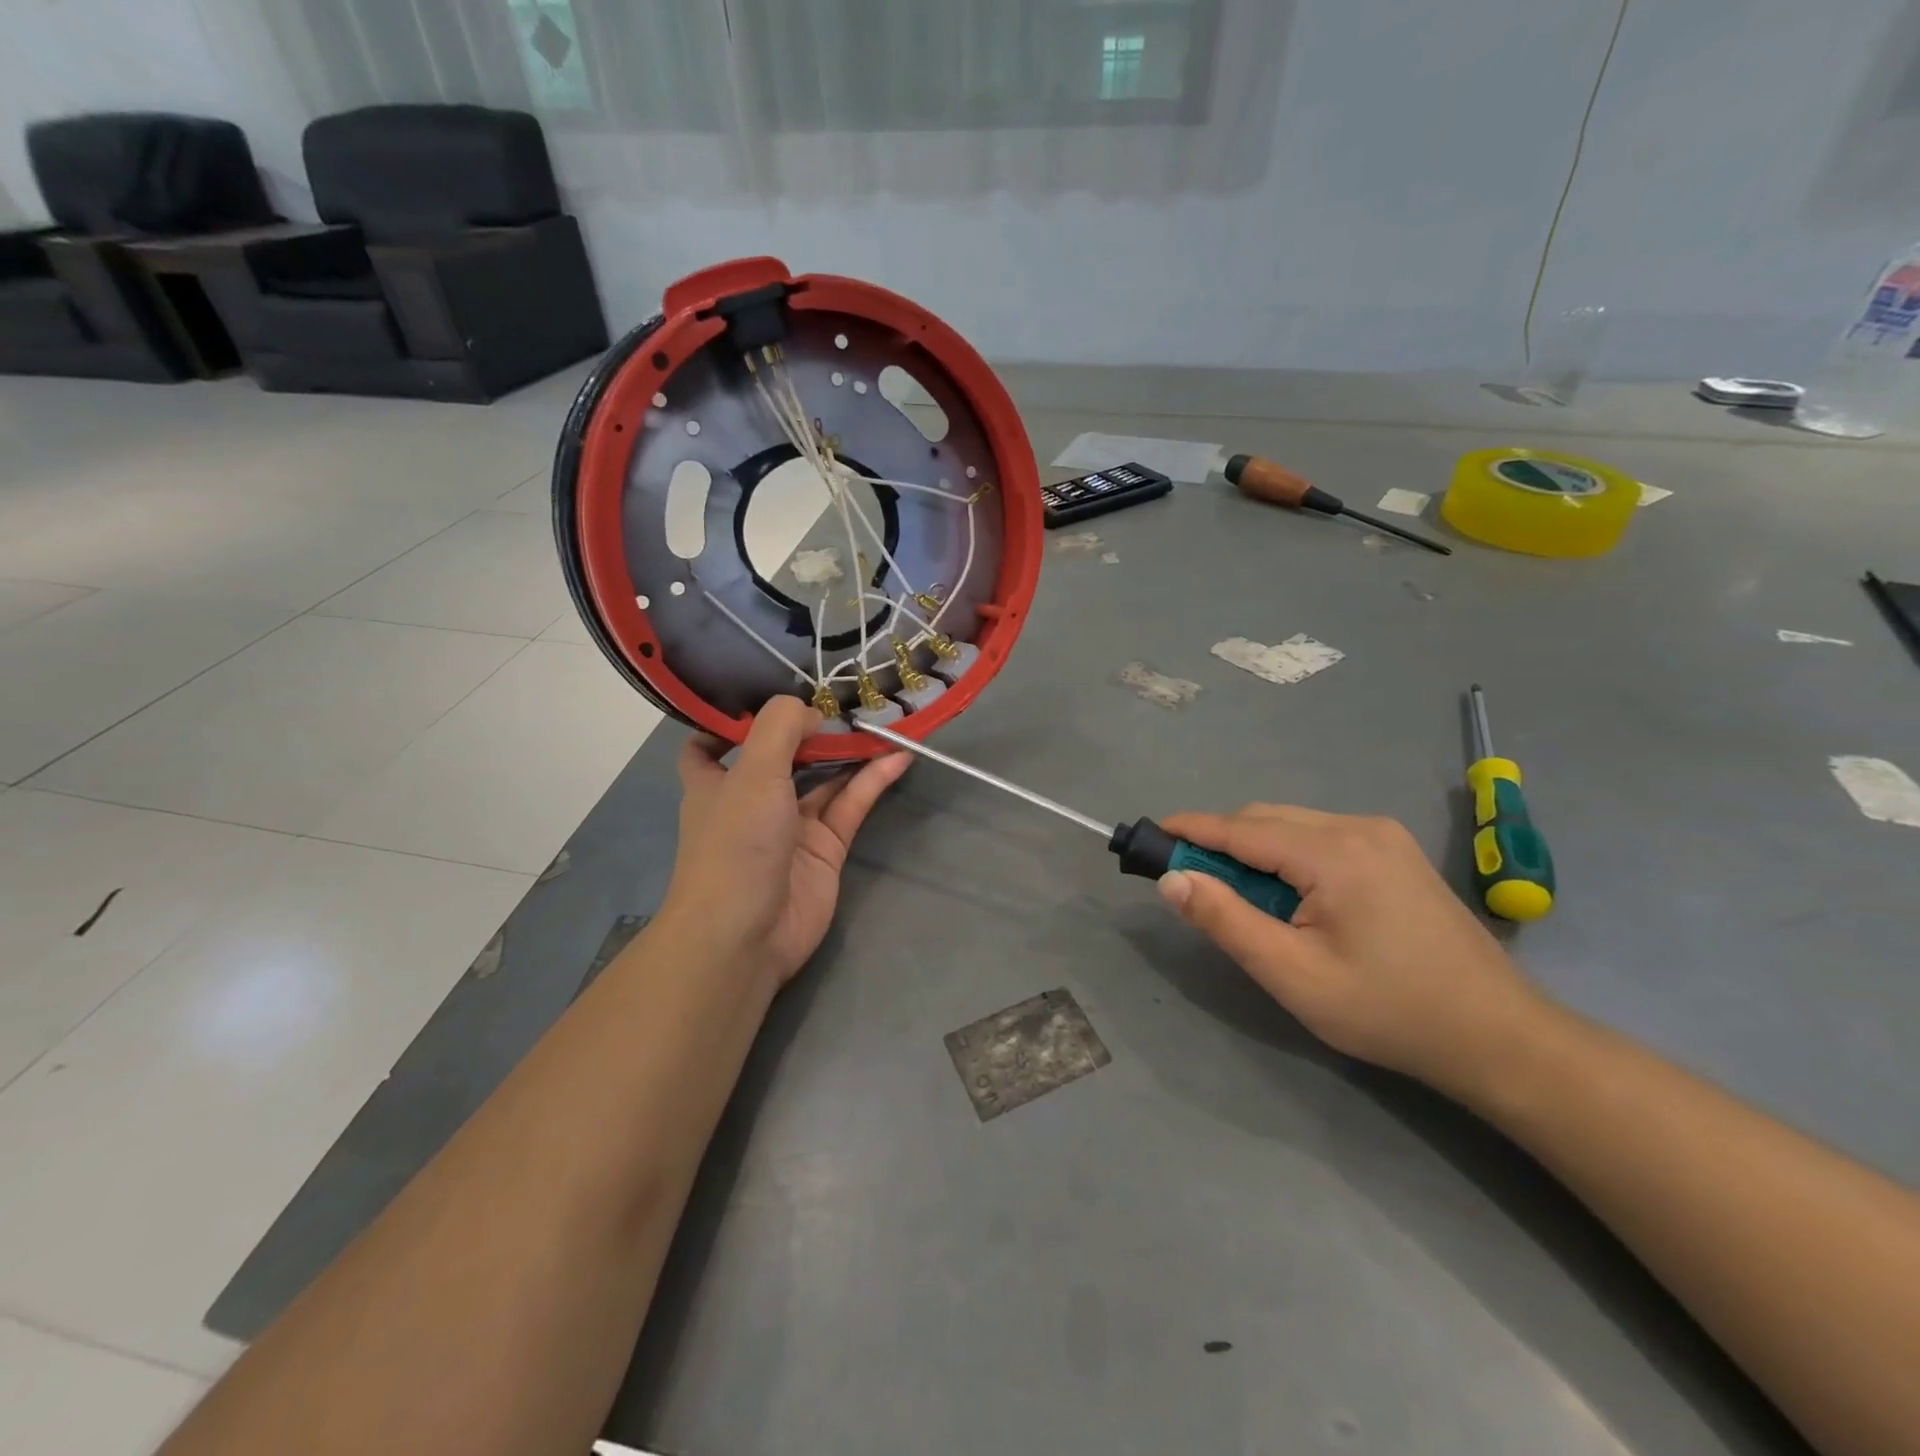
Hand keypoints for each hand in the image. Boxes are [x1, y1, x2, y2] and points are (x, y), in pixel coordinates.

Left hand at [663, 696, 910, 988]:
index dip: (732, 722)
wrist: (745, 934)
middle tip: (847, 697)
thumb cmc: (735, 843)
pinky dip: (872, 780)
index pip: (711, 745)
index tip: (766, 694)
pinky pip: (850, 805)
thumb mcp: (752, 771)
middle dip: (811, 729)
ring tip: (883, 719)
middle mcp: (752, 800)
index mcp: (715, 782)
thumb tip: (813, 712)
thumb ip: (781, 727)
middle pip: (783, 755)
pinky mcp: (826, 848)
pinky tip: (897, 756)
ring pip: (824, 778)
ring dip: (849, 752)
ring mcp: (792, 825)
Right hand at [1157, 805, 1548, 1098]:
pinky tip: (1288, 896)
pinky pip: (1320, 837)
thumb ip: (1226, 921)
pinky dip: (1286, 855)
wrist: (1498, 1036)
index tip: (1151, 836)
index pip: (1241, 828)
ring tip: (1238, 898)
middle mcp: (1358, 827)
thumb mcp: (1293, 974)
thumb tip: (1172, 879)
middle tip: (1190, 884)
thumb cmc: (1387, 1011)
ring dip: (1254, 850)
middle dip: (1221, 843)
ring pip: (1292, 826)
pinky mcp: (1395, 852)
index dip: (1191, 830)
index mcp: (1333, 852)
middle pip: (1265, 820)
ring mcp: (1383, 836)